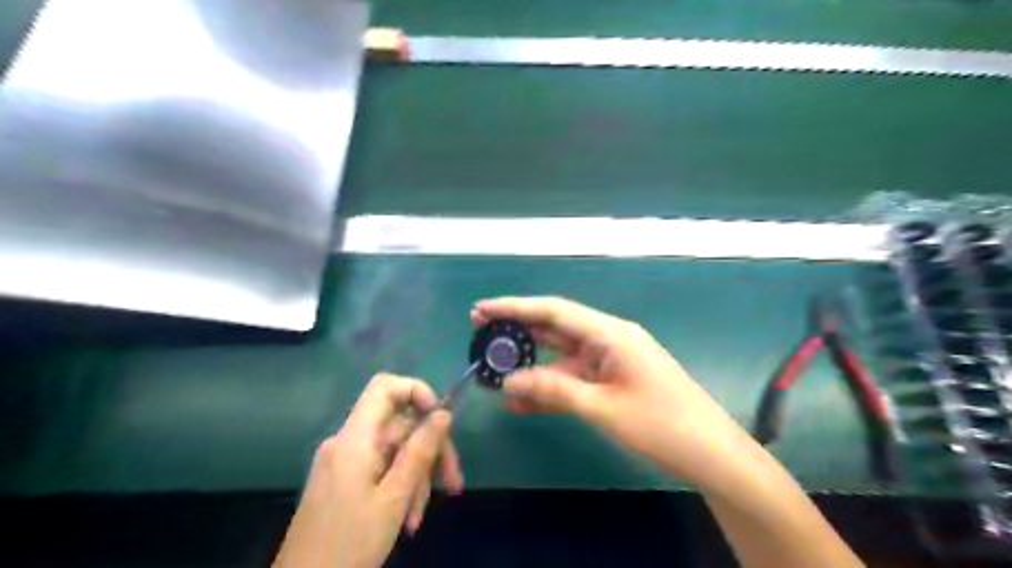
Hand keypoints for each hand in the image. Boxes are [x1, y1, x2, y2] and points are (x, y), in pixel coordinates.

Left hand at [275, 373, 466, 567]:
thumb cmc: (349, 544)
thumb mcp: (394, 498)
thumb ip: (420, 451)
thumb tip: (443, 414)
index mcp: (355, 439)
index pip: (385, 387)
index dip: (417, 391)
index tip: (440, 419)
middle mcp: (347, 442)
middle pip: (398, 425)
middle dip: (428, 450)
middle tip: (452, 482)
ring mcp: (343, 462)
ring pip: (393, 450)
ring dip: (415, 477)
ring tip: (420, 516)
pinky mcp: (343, 480)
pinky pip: (380, 468)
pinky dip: (399, 487)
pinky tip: (407, 518)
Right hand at [474, 296, 748, 491]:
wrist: (711, 454)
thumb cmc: (661, 424)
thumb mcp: (603, 407)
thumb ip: (553, 390)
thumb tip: (507, 382)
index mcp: (610, 333)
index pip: (553, 311)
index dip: (514, 308)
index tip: (481, 309)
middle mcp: (608, 339)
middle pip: (555, 329)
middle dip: (518, 332)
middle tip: (480, 335)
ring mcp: (610, 361)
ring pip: (561, 357)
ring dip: (531, 365)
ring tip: (494, 373)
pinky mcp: (612, 381)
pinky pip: (574, 378)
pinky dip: (550, 387)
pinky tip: (522, 400)